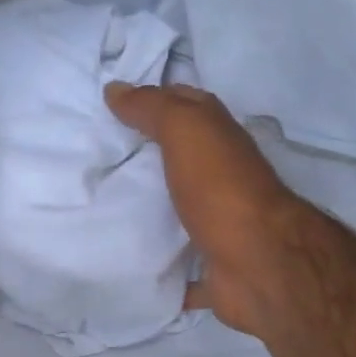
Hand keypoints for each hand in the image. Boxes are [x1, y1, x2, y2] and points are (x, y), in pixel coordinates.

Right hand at [104, 82, 312, 339]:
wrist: (258, 264)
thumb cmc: (221, 189)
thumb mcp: (186, 130)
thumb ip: (153, 107)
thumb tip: (115, 89)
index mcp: (221, 141)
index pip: (188, 106)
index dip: (155, 100)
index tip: (112, 106)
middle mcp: (224, 178)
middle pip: (182, 159)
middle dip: (146, 157)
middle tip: (97, 158)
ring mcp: (221, 225)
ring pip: (181, 211)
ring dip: (152, 211)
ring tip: (101, 209)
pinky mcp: (213, 267)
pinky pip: (180, 266)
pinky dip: (161, 267)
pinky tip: (127, 266)